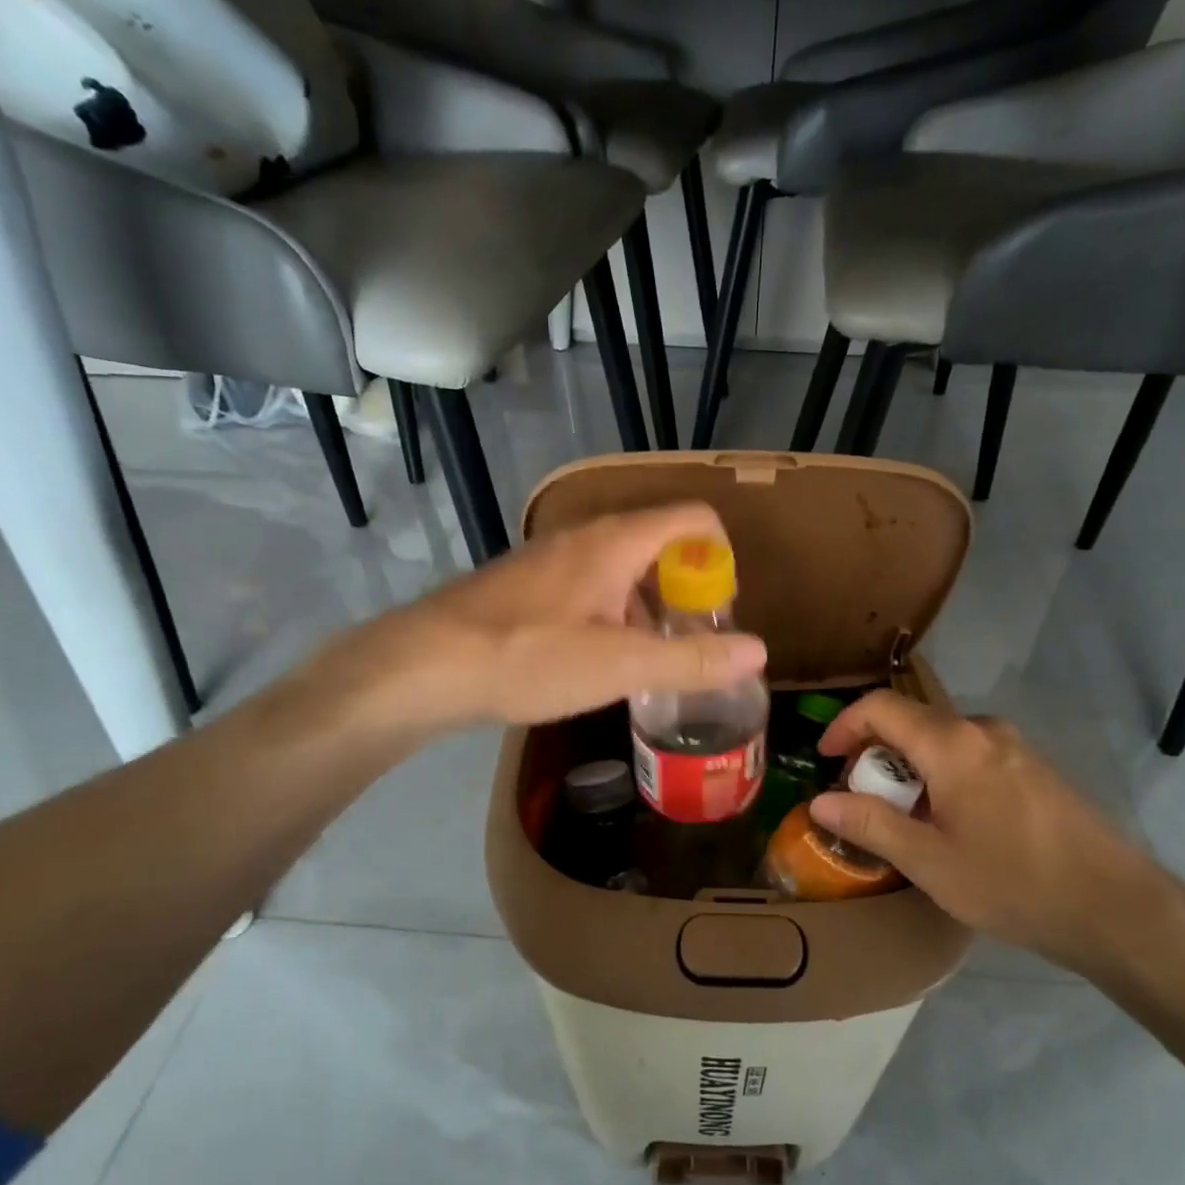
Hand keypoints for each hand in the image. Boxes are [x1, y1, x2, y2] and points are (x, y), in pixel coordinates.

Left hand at [309, 504, 766, 732]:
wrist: (424, 666)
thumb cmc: (529, 657)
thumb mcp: (621, 666)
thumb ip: (692, 660)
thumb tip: (759, 651)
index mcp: (615, 542)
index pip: (692, 518)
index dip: (720, 555)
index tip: (720, 608)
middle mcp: (583, 538)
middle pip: (658, 545)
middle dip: (685, 591)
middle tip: (689, 644)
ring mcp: (548, 560)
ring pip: (619, 569)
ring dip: (646, 608)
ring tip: (646, 662)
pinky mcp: (523, 586)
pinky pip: (585, 587)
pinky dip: (609, 615)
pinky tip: (595, 662)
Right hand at [809, 691, 1184, 974]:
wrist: (1117, 907)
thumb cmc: (1013, 883)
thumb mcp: (929, 862)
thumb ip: (870, 824)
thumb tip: (820, 801)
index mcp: (952, 743)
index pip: (880, 707)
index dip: (844, 725)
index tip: (826, 759)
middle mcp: (983, 730)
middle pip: (911, 722)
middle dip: (876, 755)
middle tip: (863, 802)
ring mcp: (1015, 746)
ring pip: (942, 741)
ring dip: (911, 769)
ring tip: (905, 820)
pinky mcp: (1035, 768)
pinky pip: (972, 756)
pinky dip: (943, 776)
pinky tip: (952, 824)